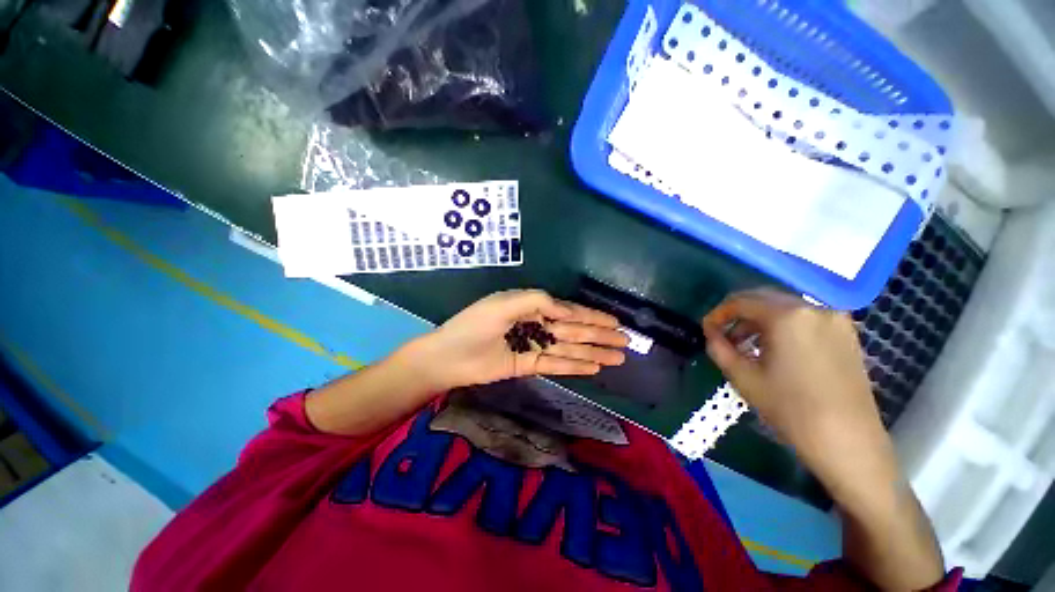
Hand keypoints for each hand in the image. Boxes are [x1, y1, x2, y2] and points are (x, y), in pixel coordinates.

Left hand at [407, 289, 628, 391]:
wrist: (449, 356)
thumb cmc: (475, 324)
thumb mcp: (505, 303)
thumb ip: (537, 301)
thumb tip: (567, 310)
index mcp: (531, 307)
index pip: (568, 311)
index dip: (592, 317)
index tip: (614, 321)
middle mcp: (536, 326)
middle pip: (574, 330)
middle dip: (599, 335)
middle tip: (625, 342)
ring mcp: (533, 346)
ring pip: (569, 348)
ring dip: (593, 352)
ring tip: (618, 357)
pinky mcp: (528, 365)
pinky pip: (556, 363)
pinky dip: (575, 365)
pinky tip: (594, 367)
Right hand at [700, 289, 888, 483]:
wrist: (847, 440)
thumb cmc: (790, 408)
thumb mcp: (743, 377)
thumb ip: (719, 348)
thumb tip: (710, 333)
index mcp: (787, 315)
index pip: (740, 301)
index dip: (717, 314)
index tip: (706, 330)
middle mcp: (813, 307)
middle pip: (763, 298)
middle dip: (737, 315)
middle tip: (723, 336)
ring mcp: (834, 318)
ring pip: (784, 307)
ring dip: (759, 320)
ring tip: (746, 345)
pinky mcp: (846, 332)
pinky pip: (804, 318)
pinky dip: (782, 325)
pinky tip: (774, 348)